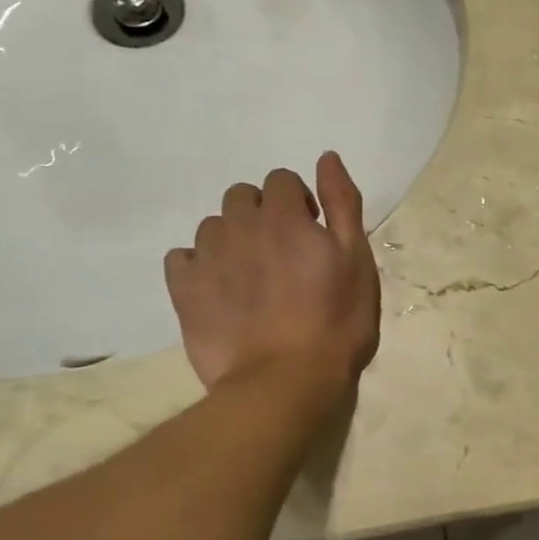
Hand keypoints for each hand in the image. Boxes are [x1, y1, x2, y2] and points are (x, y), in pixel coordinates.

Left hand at [164, 152, 380, 395]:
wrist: (285, 382)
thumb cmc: (336, 321)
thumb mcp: (357, 259)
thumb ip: (342, 203)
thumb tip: (326, 158)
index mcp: (284, 216)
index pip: (281, 180)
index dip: (299, 201)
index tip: (312, 231)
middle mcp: (239, 226)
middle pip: (242, 196)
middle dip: (262, 213)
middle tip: (283, 253)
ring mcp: (206, 258)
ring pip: (212, 227)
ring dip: (232, 239)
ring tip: (252, 277)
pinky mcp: (183, 291)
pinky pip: (181, 259)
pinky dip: (198, 265)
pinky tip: (218, 290)